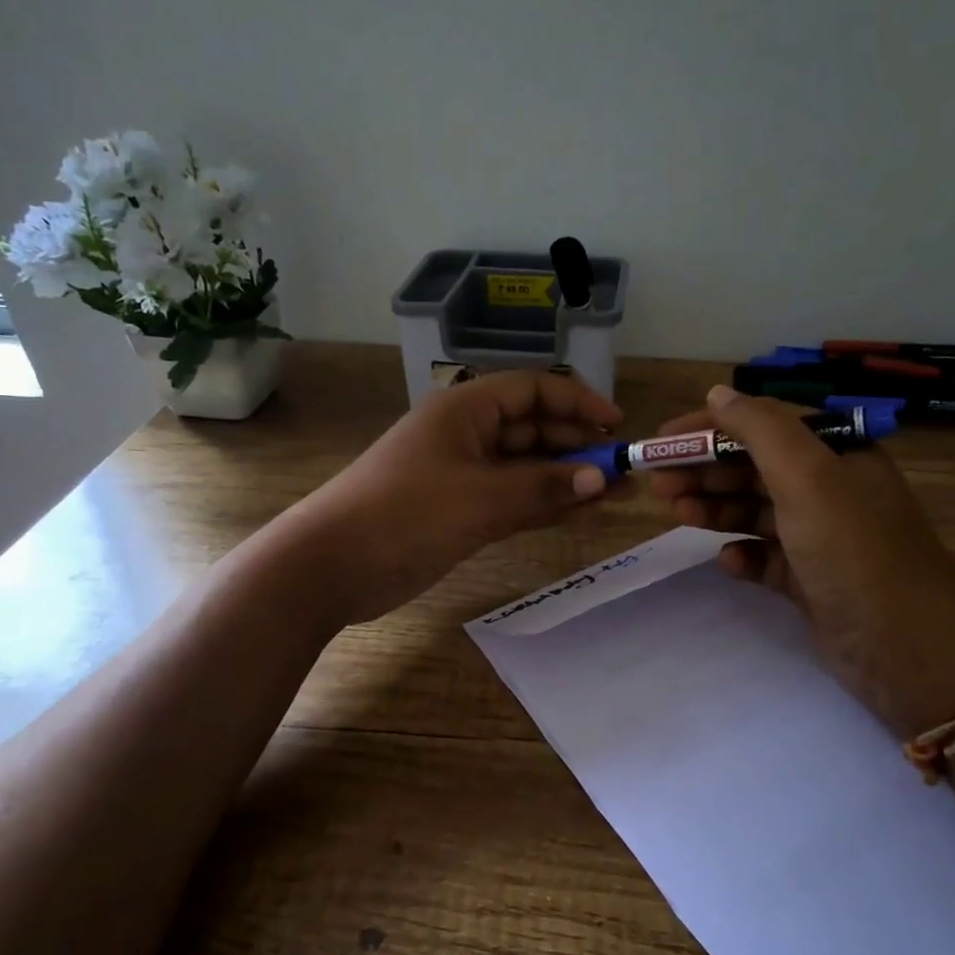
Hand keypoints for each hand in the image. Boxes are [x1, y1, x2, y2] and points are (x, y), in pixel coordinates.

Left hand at [285, 369, 621, 624]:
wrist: (332, 564)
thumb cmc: (406, 513)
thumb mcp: (481, 497)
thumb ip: (544, 487)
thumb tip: (602, 478)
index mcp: (466, 408)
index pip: (533, 389)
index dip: (577, 403)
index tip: (617, 426)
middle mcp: (466, 434)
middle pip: (532, 427)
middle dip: (577, 445)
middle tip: (622, 470)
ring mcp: (462, 475)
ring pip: (526, 467)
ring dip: (566, 478)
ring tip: (615, 494)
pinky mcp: (459, 511)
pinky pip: (512, 499)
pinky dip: (543, 504)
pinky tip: (579, 512)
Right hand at [650, 386, 954, 733]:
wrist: (906, 646)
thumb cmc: (853, 548)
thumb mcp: (807, 476)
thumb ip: (759, 428)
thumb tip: (718, 393)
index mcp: (837, 454)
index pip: (764, 425)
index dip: (710, 428)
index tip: (662, 440)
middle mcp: (829, 490)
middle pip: (754, 468)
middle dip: (705, 470)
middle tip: (659, 484)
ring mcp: (820, 538)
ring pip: (755, 512)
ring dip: (715, 509)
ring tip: (677, 514)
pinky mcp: (810, 581)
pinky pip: (765, 558)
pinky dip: (742, 555)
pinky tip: (727, 561)